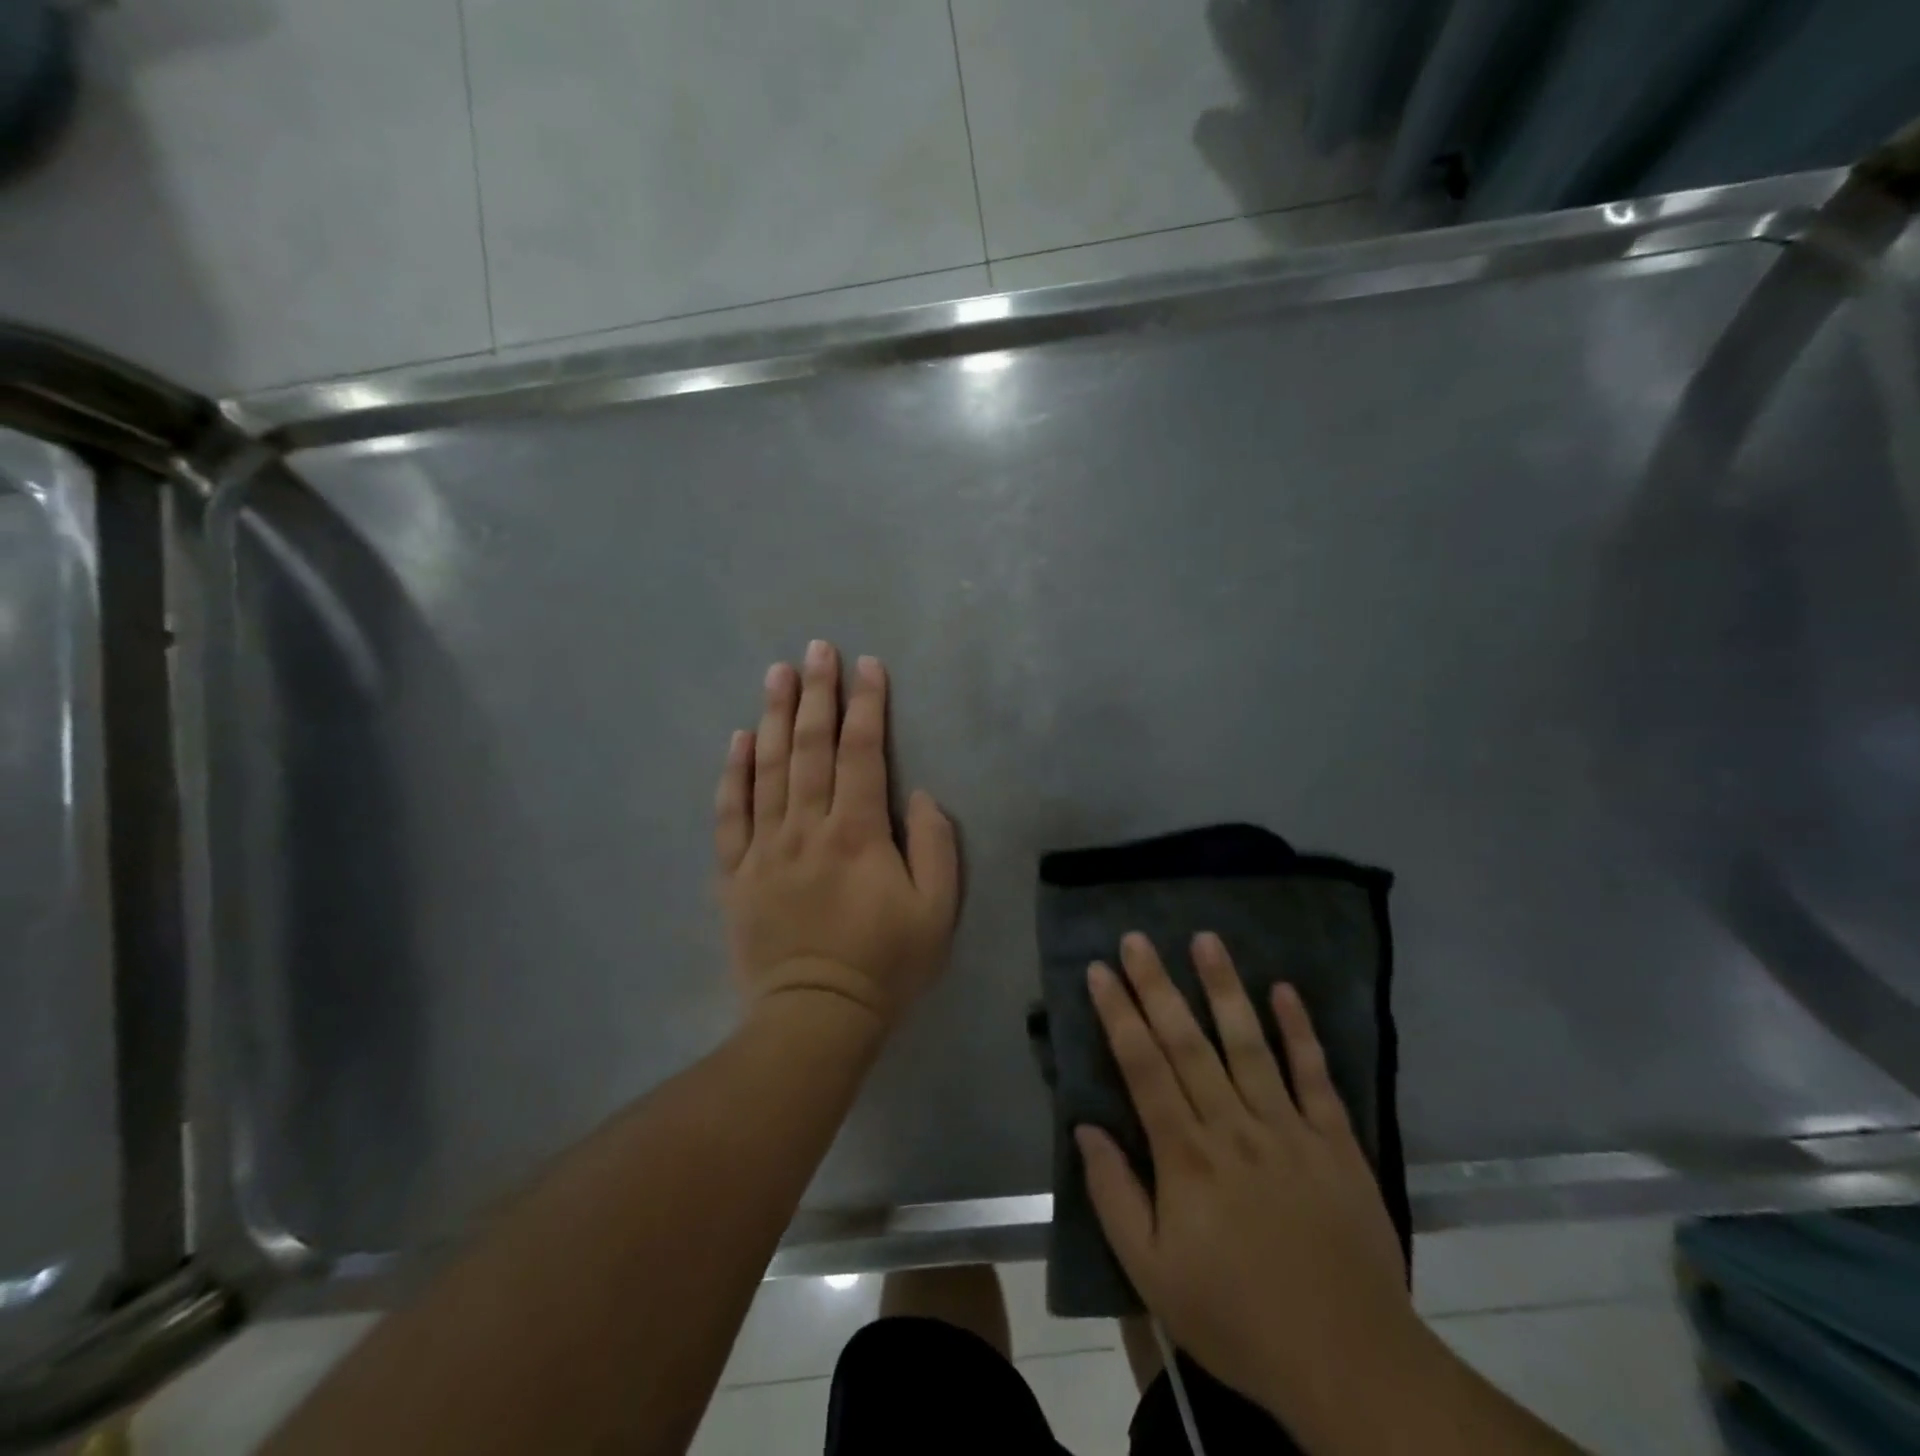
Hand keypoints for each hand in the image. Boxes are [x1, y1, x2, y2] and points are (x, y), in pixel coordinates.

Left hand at [715, 639, 959, 1029]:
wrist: (815, 1019)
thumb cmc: (885, 966)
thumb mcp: (937, 912)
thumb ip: (935, 846)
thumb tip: (917, 795)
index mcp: (857, 833)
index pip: (861, 753)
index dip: (867, 706)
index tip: (869, 666)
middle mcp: (806, 828)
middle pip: (811, 748)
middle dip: (817, 693)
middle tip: (817, 649)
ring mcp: (764, 848)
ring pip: (768, 768)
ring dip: (775, 716)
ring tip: (777, 673)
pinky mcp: (736, 873)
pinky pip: (730, 814)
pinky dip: (734, 773)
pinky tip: (739, 738)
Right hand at [1078, 932, 1418, 1443]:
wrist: (1349, 1363)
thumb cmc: (1237, 1317)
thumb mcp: (1152, 1275)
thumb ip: (1114, 1196)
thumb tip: (1086, 1127)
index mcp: (1186, 1156)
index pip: (1143, 1067)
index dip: (1118, 1014)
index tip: (1101, 970)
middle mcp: (1233, 1127)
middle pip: (1187, 1042)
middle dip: (1158, 985)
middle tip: (1138, 938)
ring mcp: (1288, 1129)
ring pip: (1249, 1044)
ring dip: (1224, 988)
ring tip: (1205, 939)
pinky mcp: (1335, 1142)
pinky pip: (1315, 1076)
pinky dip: (1300, 1031)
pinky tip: (1285, 990)